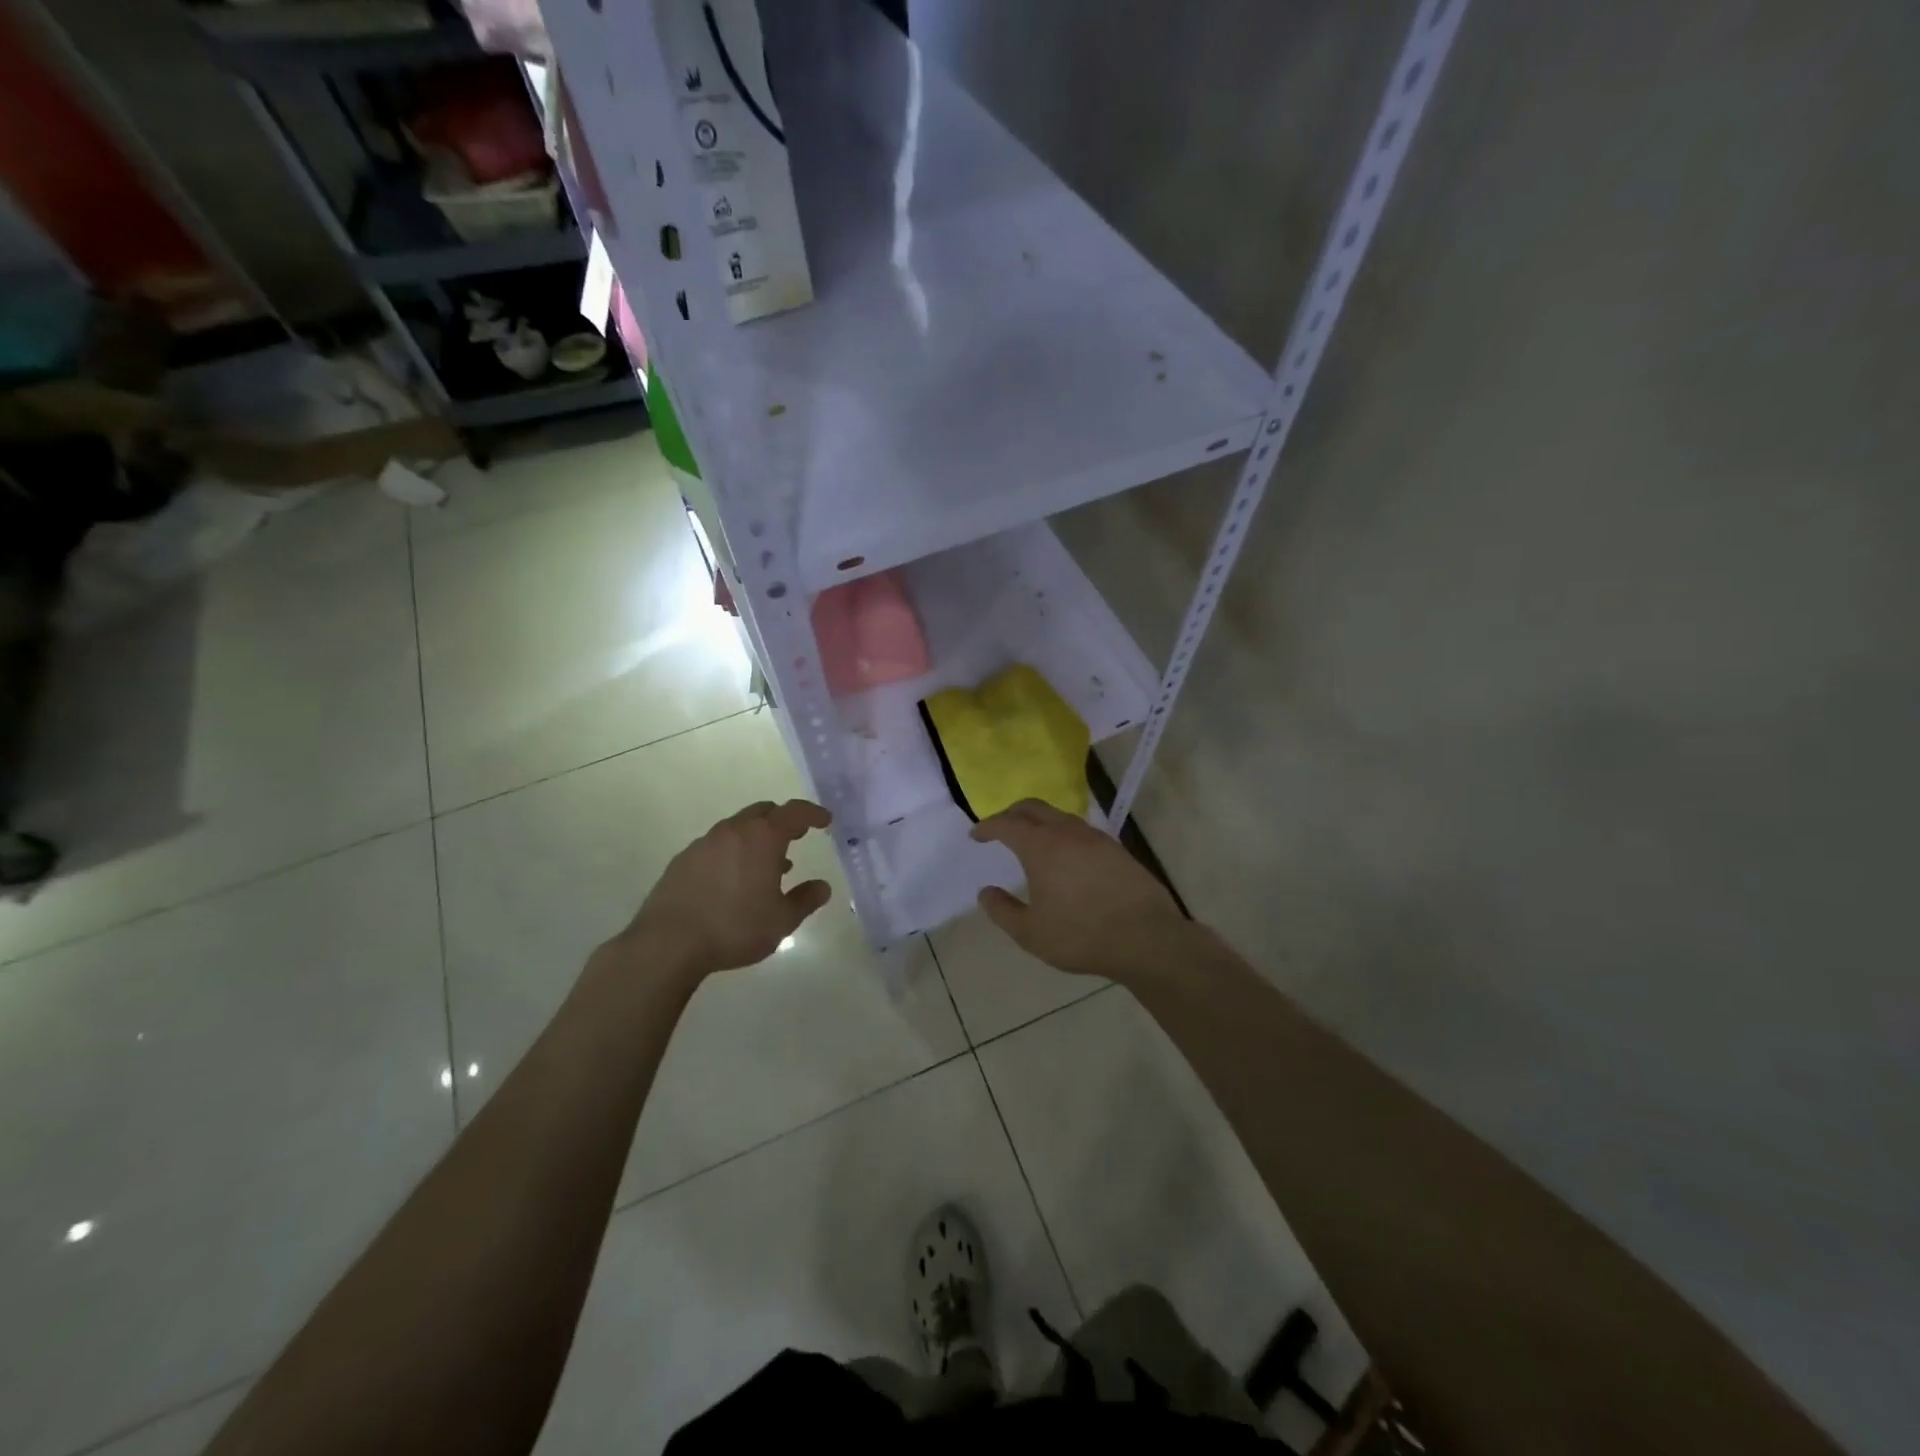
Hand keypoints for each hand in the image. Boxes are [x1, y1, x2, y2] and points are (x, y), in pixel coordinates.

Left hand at [620, 799, 834, 977]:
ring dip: (757, 838)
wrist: (668, 943)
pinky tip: (734, 880)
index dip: (813, 813)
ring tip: (769, 865)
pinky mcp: (682, 860)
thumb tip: (822, 887)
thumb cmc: (734, 927)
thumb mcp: (781, 921)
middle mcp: (733, 831)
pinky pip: (717, 845)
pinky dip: (733, 852)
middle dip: (783, 820)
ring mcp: (704, 843)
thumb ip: (805, 900)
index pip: (794, 813)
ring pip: (738, 828)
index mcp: (762, 838)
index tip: (825, 820)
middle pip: (763, 812)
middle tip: (797, 836)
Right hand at [970, 799, 1185, 979]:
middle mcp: (1067, 832)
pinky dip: (1062, 834)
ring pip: (1060, 817)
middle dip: (1012, 814)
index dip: (988, 826)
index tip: (976, 835)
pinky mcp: (1117, 849)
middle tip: (1000, 829)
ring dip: (1040, 822)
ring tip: (1032, 841)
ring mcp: (1096, 838)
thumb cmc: (1081, 935)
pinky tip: (1065, 857)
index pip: (1007, 824)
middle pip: (1034, 808)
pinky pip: (1080, 831)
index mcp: (1042, 846)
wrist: (1146, 938)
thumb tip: (985, 892)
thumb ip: (1003, 910)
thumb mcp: (1031, 933)